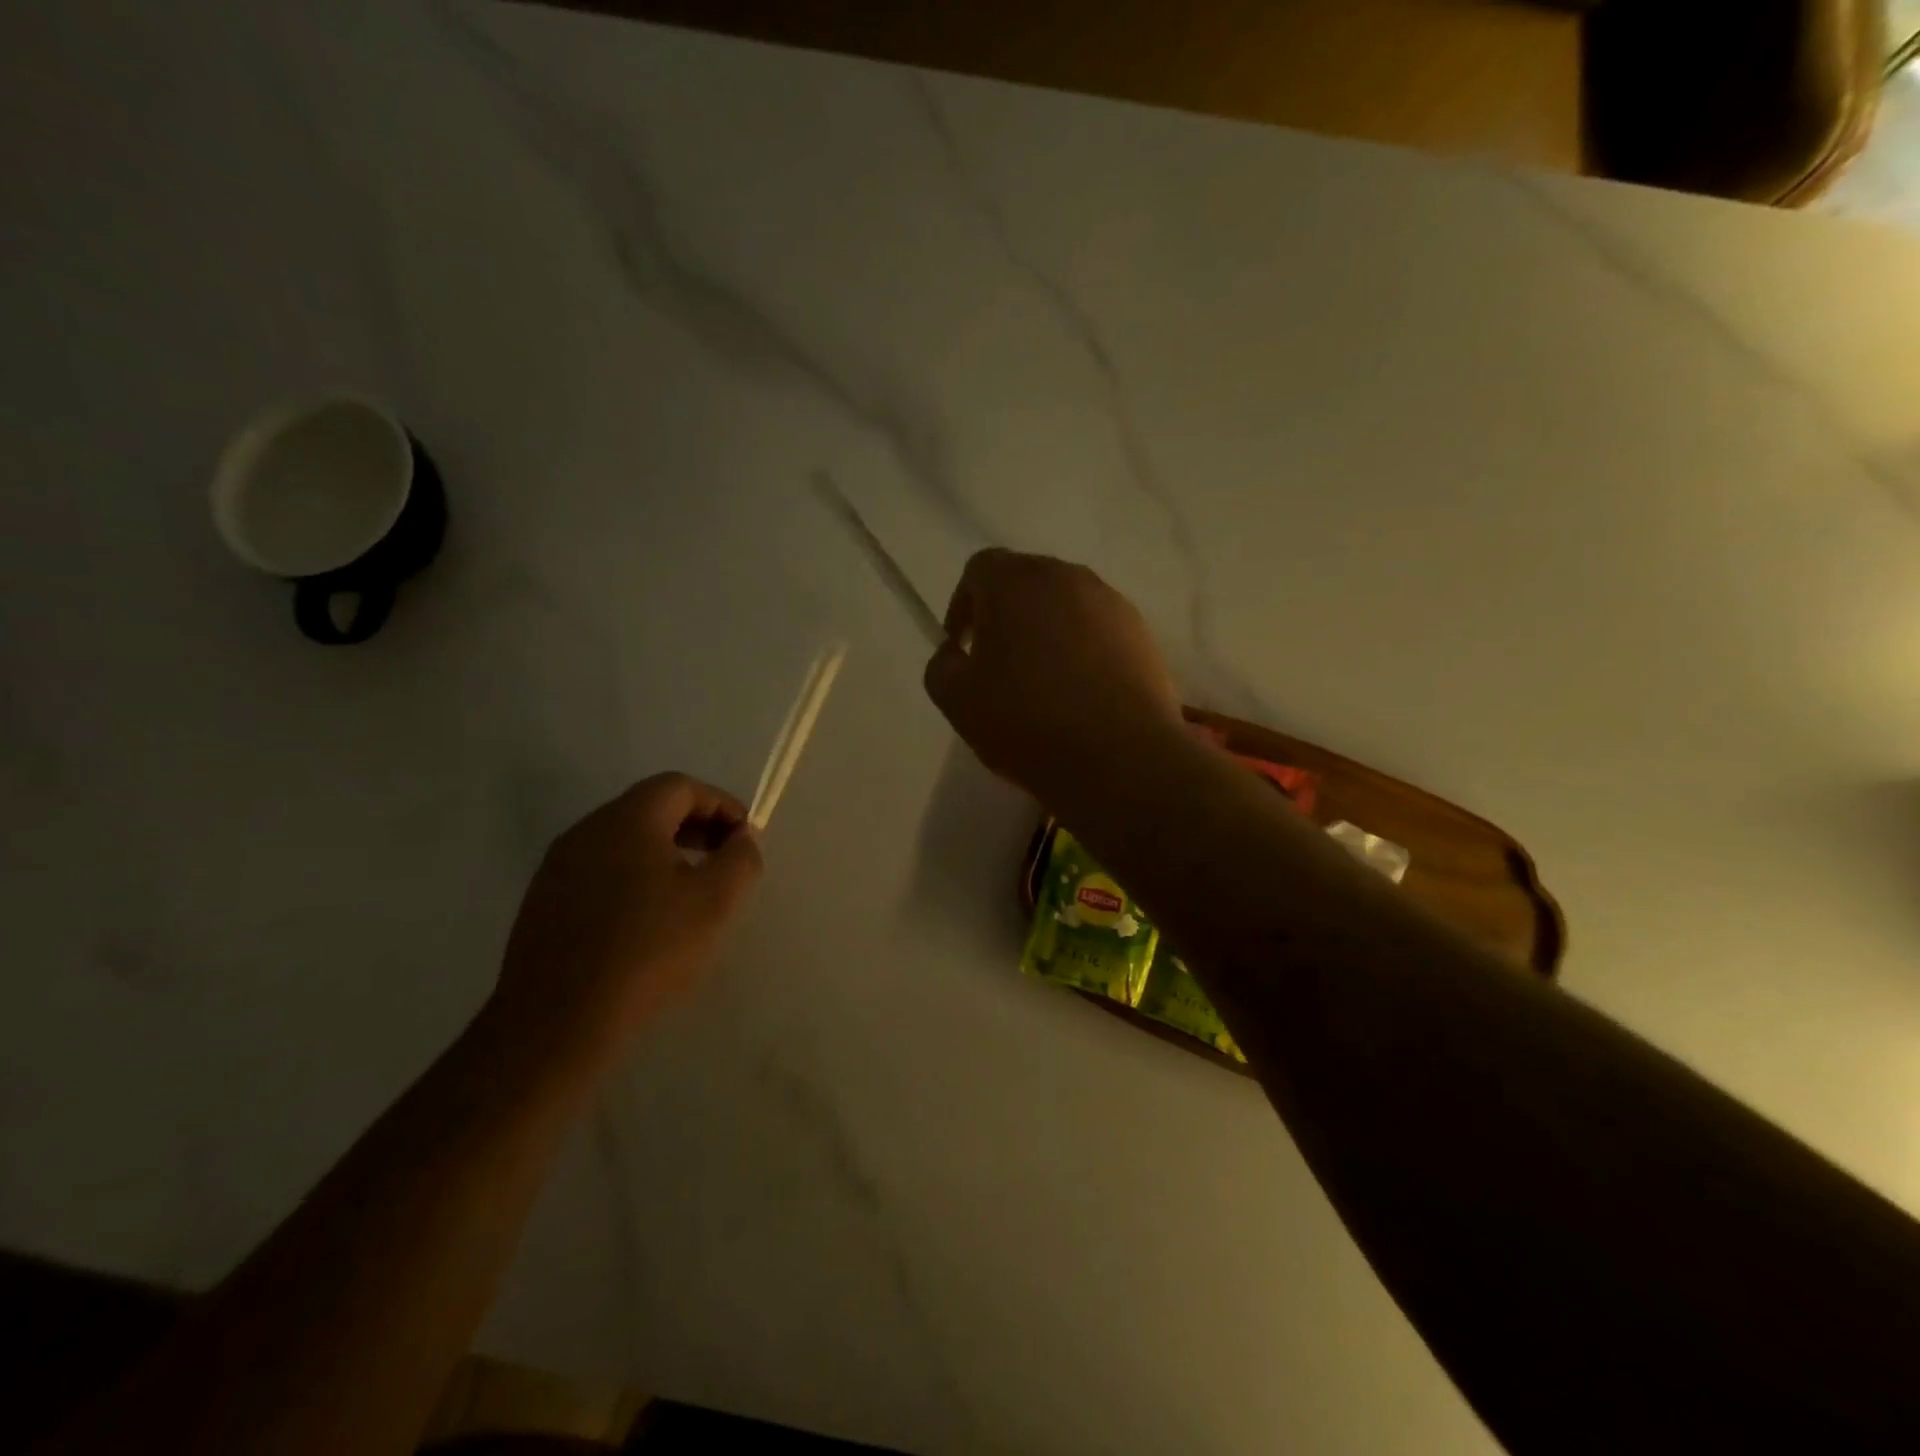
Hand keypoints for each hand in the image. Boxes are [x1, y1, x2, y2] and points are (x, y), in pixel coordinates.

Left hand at [488, 774, 762, 1070]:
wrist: (556, 1023)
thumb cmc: (648, 951)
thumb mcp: (716, 902)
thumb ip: (741, 858)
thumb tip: (743, 837)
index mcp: (627, 820)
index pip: (681, 787)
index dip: (721, 804)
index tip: (745, 838)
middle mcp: (587, 831)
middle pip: (650, 808)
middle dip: (695, 826)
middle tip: (724, 860)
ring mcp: (558, 868)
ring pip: (623, 840)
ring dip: (665, 852)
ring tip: (691, 891)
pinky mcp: (543, 903)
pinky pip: (600, 871)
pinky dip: (634, 877)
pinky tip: (648, 920)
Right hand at [923, 549, 1180, 799]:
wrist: (1120, 758)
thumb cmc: (1027, 722)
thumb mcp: (957, 701)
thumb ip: (942, 665)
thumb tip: (955, 653)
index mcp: (1015, 581)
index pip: (979, 570)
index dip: (963, 606)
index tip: (963, 647)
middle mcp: (1066, 577)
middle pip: (1026, 582)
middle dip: (1006, 615)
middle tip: (998, 664)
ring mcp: (1111, 603)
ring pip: (1065, 605)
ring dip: (1047, 631)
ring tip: (1042, 681)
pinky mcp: (1142, 634)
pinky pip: (1098, 629)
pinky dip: (1082, 649)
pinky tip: (1080, 692)